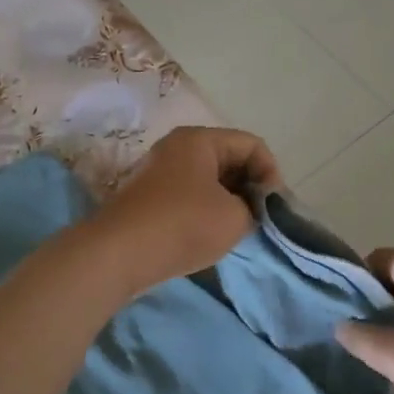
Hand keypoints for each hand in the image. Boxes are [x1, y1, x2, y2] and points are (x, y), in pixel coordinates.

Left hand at [82, 127, 281, 294]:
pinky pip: (190, 195)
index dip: (271, 173)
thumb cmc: (183, 225)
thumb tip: (247, 209)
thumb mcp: (235, 217)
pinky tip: (211, 235)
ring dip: (229, 201)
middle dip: (250, 187)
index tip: (275, 207)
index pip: (252, 145)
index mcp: (200, 140)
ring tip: (239, 229)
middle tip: (262, 219)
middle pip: (229, 158)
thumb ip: (254, 208)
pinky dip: (206, 210)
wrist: (119, 254)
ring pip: (209, 179)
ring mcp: (159, 172)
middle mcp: (177, 147)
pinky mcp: (149, 197)